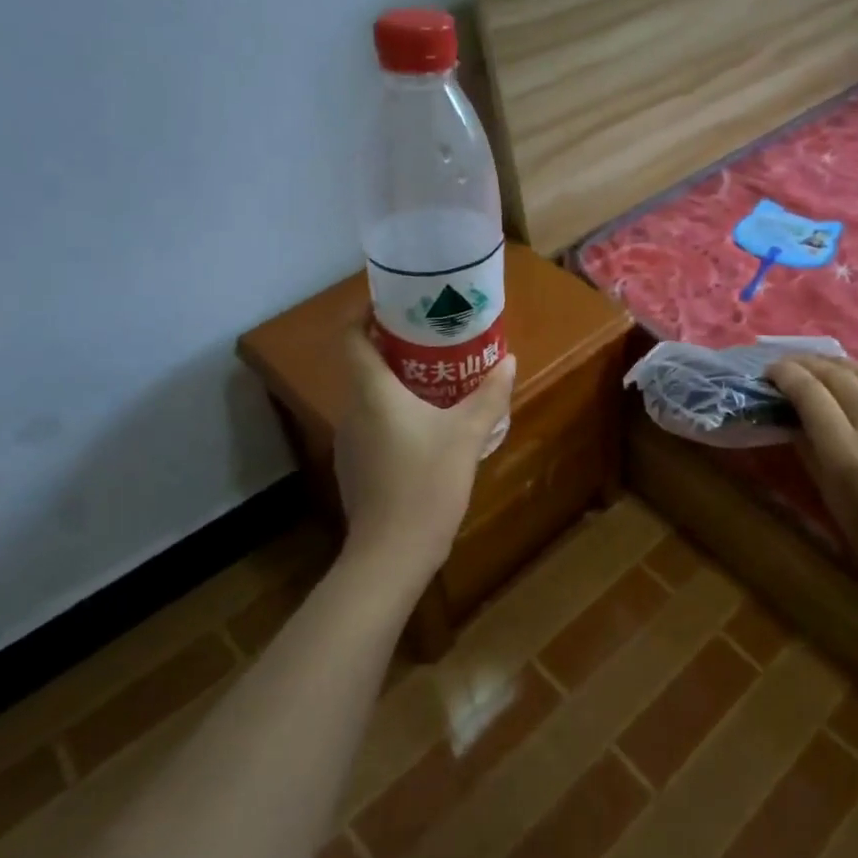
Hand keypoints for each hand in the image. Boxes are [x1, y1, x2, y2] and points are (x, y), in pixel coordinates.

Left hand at [334, 324, 515, 579]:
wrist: (391, 553)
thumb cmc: (427, 483)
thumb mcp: (467, 435)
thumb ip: (489, 395)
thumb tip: (508, 361)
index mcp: (372, 392)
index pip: (351, 338)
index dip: (363, 314)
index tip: (392, 303)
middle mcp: (352, 410)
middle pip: (364, 366)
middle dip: (395, 348)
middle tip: (434, 340)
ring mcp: (349, 442)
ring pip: (370, 398)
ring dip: (397, 384)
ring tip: (437, 381)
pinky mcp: (355, 468)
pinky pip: (373, 425)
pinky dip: (394, 415)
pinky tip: (426, 429)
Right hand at [767, 355, 857, 622]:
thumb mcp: (834, 503)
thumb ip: (811, 452)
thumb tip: (791, 416)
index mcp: (850, 456)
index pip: (810, 393)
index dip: (786, 374)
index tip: (771, 370)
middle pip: (839, 374)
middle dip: (808, 364)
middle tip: (791, 365)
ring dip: (841, 368)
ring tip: (824, 370)